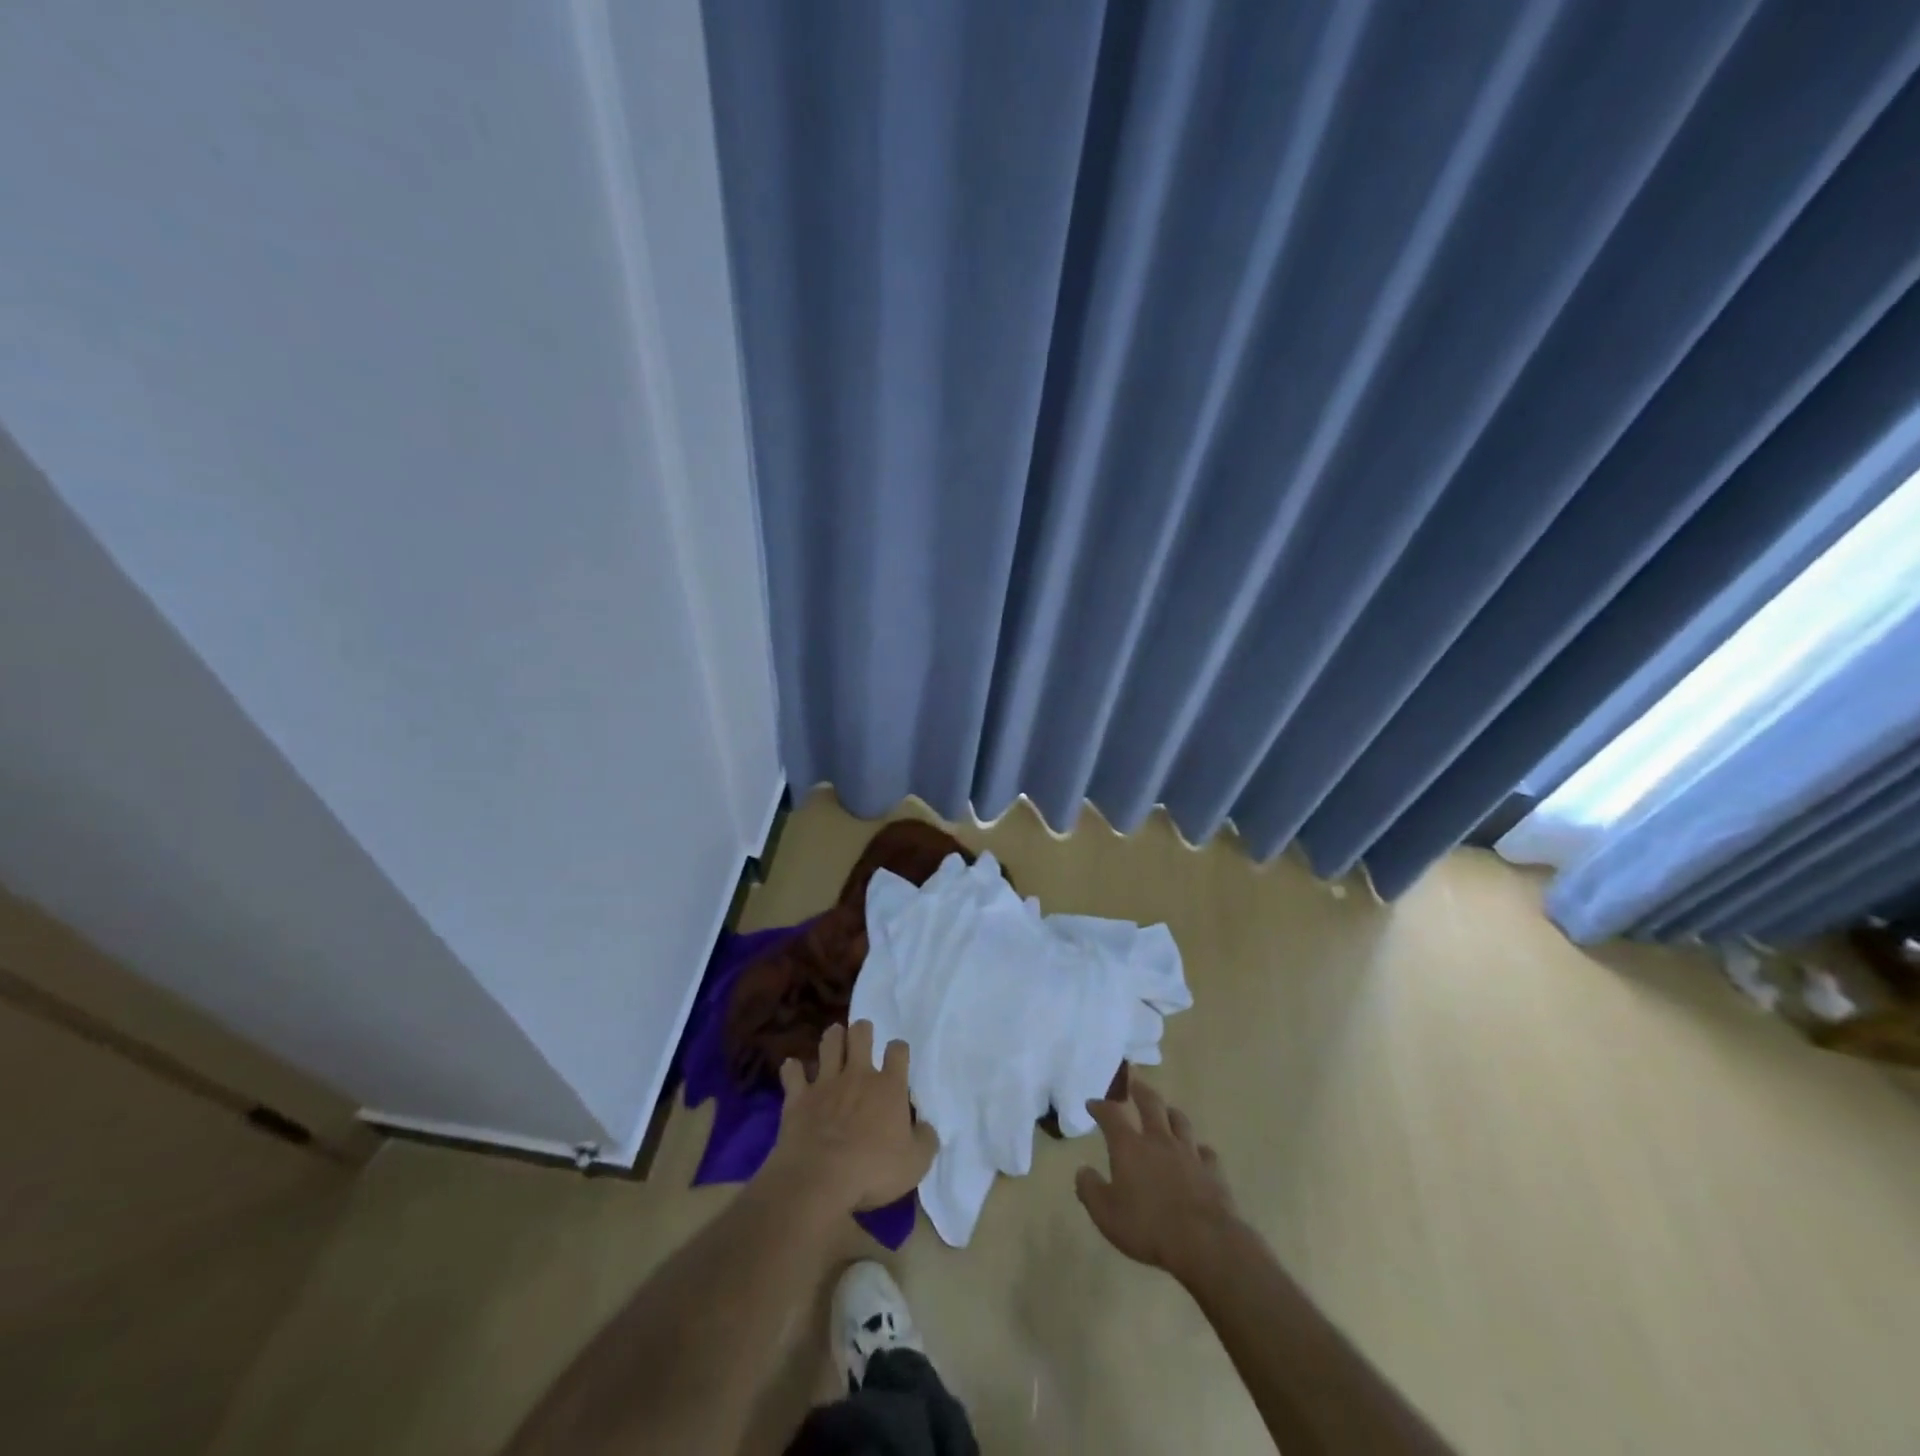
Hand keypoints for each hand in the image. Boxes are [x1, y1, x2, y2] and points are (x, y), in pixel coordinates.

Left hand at [761, 1020, 936, 1215]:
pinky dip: (793, 1069)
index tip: (897, 1057)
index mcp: (889, 1087)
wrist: (820, 1180)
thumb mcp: (916, 1164)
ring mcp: (826, 1083)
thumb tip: (927, 1127)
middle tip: (862, 1037)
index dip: (898, 1049)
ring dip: (832, 1038)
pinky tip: (794, 1070)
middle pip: (860, 1034)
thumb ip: (925, 1140)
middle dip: (862, 1030)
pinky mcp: (798, 1097)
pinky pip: (792, 1072)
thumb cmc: (873, 1171)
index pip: (898, 1051)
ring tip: (834, 1039)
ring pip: (829, 1043)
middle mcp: (858, 1075)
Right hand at [1076, 1079, 1239, 1282]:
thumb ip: (1090, 1189)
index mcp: (1129, 1146)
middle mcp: (1158, 1140)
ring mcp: (1188, 1153)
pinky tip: (1197, 1153)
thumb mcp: (1106, 1214)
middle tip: (1134, 1080)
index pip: (1111, 1115)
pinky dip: (1198, 1149)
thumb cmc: (1147, 1227)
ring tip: (1166, 1110)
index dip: (1100, 1107)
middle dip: (1139, 1090)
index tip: (1093, 1103)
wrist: (1203, 1243)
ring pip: (1179, 1121)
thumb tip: (1082, 1171)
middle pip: (1150, 1104)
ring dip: (1170, 1112)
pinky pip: (1205, 1151)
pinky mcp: (1212, 1171)